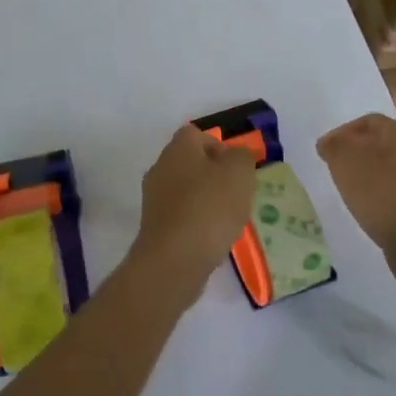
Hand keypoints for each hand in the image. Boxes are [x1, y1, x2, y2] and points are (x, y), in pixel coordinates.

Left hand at [129, 124, 259, 302]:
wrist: (174, 260)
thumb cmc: (209, 208)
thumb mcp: (239, 174)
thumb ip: (242, 157)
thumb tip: (236, 156)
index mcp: (178, 148)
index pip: (197, 134)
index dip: (219, 147)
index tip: (236, 169)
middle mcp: (160, 167)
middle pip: (190, 163)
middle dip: (214, 176)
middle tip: (236, 195)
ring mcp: (153, 198)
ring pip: (185, 191)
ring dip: (205, 201)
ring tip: (227, 221)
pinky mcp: (154, 227)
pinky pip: (180, 216)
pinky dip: (196, 223)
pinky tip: (211, 240)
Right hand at [315, 113, 395, 263]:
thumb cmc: (382, 194)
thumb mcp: (346, 162)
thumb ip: (334, 145)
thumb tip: (329, 142)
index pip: (367, 121)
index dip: (342, 133)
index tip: (324, 152)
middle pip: (379, 142)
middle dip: (355, 153)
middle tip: (335, 168)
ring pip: (388, 165)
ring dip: (367, 173)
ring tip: (348, 188)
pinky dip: (380, 191)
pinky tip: (368, 205)